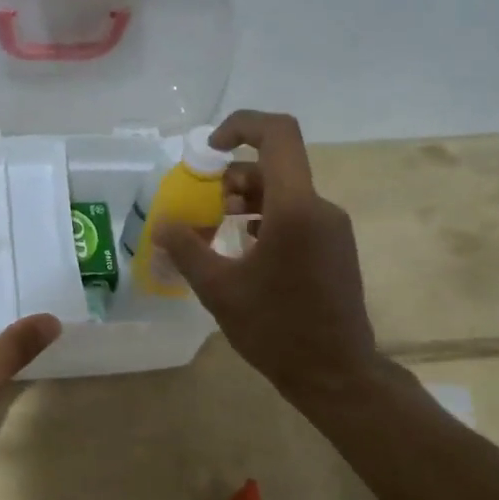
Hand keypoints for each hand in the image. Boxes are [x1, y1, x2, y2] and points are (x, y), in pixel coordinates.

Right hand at [155, 111, 394, 405]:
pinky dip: (264, 219)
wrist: (335, 374)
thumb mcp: (218, 289)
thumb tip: (163, 222)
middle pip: (274, 166)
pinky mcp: (334, 247)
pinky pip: (295, 215)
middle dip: (232, 176)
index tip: (209, 150)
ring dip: (246, 200)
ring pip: (283, 192)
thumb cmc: (276, 329)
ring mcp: (332, 228)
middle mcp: (320, 208)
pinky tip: (243, 249)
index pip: (277, 134)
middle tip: (203, 208)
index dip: (241, 125)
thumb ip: (186, 248)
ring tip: (216, 231)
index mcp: (295, 208)